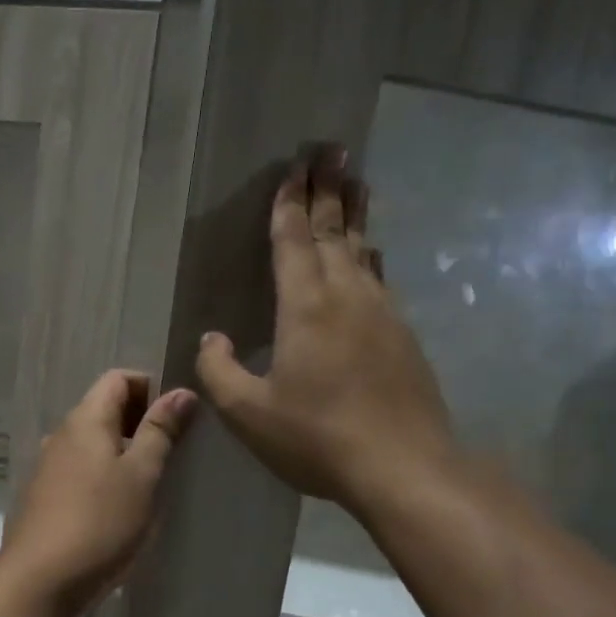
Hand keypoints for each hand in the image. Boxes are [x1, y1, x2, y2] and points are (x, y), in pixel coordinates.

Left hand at [0, 370, 196, 613]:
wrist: (40, 581)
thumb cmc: (100, 523)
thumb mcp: (141, 476)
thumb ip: (161, 431)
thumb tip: (181, 391)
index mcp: (85, 420)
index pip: (117, 378)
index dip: (150, 387)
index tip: (177, 416)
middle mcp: (61, 435)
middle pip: (103, 408)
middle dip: (140, 420)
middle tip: (171, 451)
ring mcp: (47, 466)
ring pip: (92, 442)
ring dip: (122, 450)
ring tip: (150, 481)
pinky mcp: (43, 497)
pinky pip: (79, 469)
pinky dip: (103, 474)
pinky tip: (119, 506)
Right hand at [195, 146, 456, 514]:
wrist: (403, 467)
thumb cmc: (316, 437)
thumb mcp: (248, 413)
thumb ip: (220, 371)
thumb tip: (212, 337)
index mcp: (306, 307)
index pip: (294, 241)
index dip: (289, 203)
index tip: (293, 168)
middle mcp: (347, 296)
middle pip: (335, 232)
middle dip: (328, 189)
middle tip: (331, 149)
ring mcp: (382, 313)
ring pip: (364, 250)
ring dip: (355, 215)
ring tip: (355, 183)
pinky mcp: (403, 336)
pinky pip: (380, 278)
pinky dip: (370, 255)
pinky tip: (371, 255)